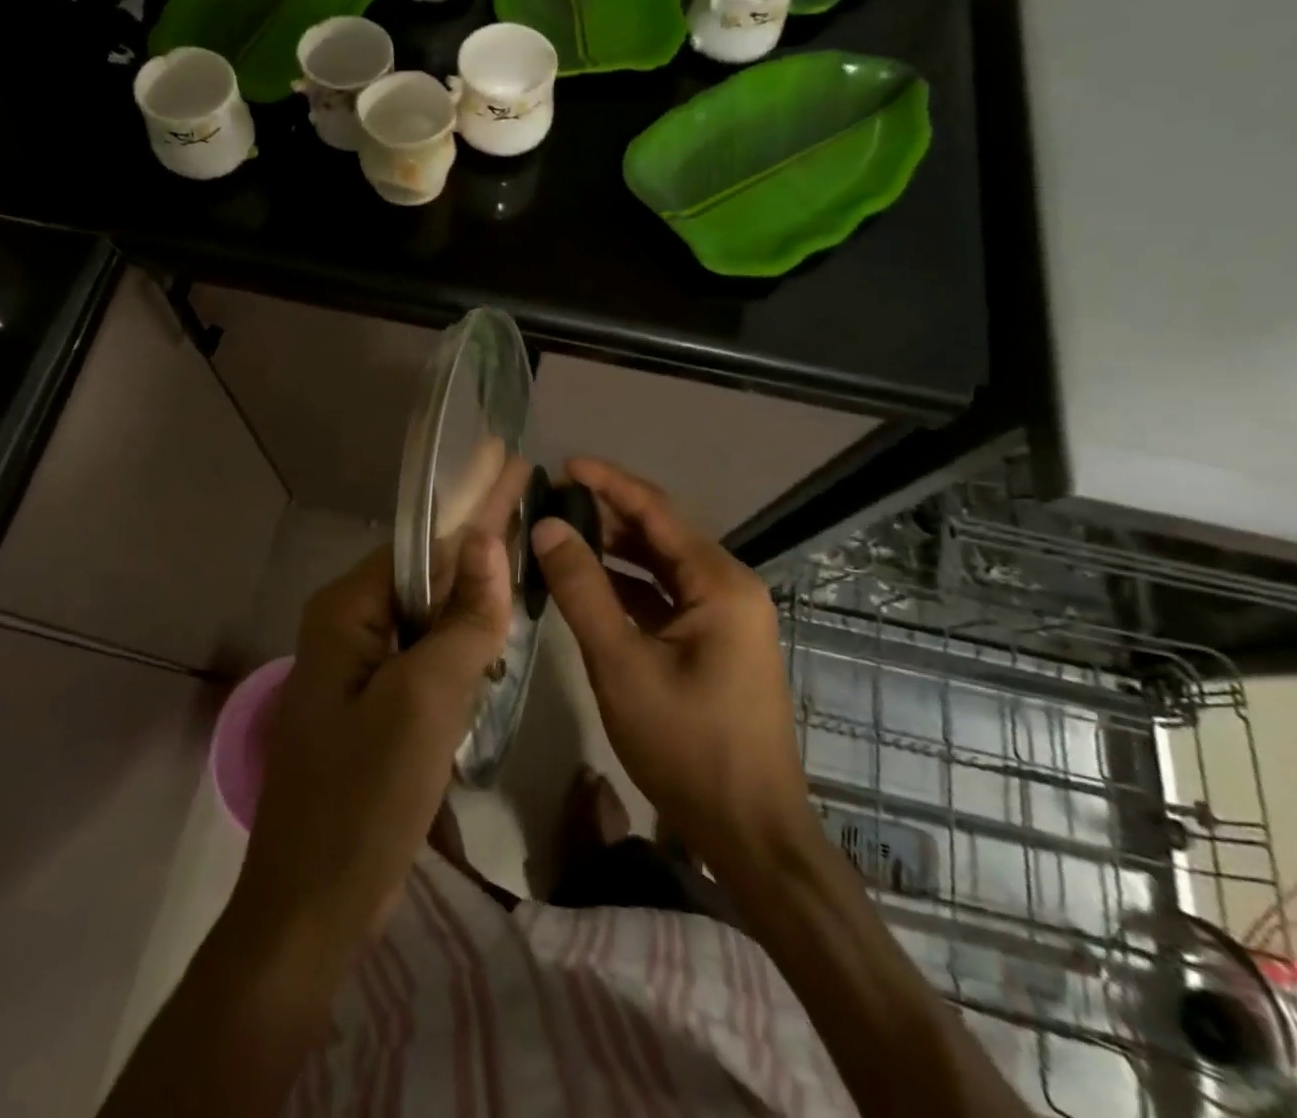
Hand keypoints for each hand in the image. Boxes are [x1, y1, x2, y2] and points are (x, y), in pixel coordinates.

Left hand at [228, 532, 511, 970]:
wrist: (312, 908)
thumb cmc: (365, 796)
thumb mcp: (424, 700)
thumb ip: (463, 620)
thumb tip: (488, 538)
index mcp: (345, 611)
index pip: (421, 544)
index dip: (472, 510)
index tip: (517, 473)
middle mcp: (347, 628)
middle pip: (425, 576)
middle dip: (477, 549)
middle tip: (531, 509)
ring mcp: (359, 670)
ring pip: (429, 618)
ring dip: (473, 599)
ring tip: (524, 559)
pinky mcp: (374, 707)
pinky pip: (425, 657)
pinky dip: (462, 644)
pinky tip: (497, 632)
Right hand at [530, 459, 813, 865]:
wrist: (750, 832)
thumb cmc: (687, 745)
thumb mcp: (621, 664)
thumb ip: (582, 590)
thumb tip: (546, 526)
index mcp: (720, 582)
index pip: (656, 511)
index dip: (608, 483)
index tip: (563, 465)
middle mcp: (729, 587)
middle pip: (660, 535)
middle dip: (606, 517)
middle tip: (551, 504)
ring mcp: (726, 617)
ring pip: (661, 568)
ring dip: (614, 552)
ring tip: (560, 537)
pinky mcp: (715, 643)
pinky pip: (666, 599)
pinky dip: (628, 589)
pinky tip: (589, 587)